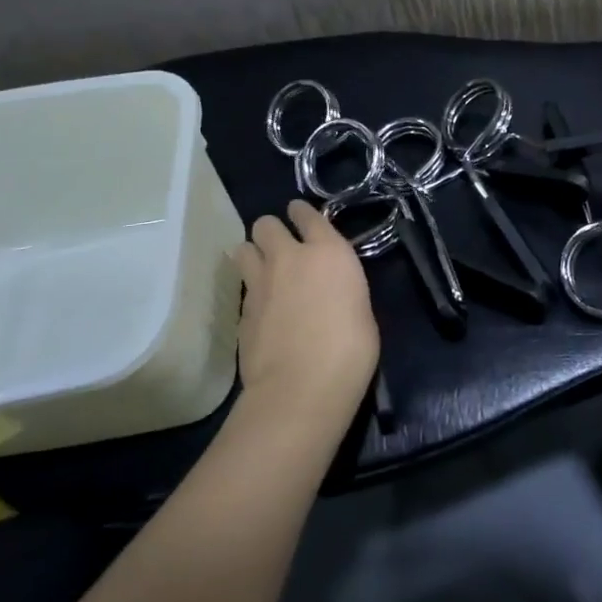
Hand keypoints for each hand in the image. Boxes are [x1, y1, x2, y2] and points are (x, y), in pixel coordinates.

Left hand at [235, 201, 380, 430]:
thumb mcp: (360, 309)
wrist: (301, 388)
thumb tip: (330, 292)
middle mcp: (289, 257)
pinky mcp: (241, 311)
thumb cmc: (349, 350)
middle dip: (271, 232)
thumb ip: (341, 288)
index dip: (302, 213)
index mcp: (328, 252)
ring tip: (262, 271)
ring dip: (252, 254)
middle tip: (281, 248)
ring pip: (243, 248)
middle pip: (265, 224)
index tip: (301, 217)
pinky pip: (243, 289)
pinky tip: (262, 310)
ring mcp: (259, 283)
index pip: (308, 214)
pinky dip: (251, 292)